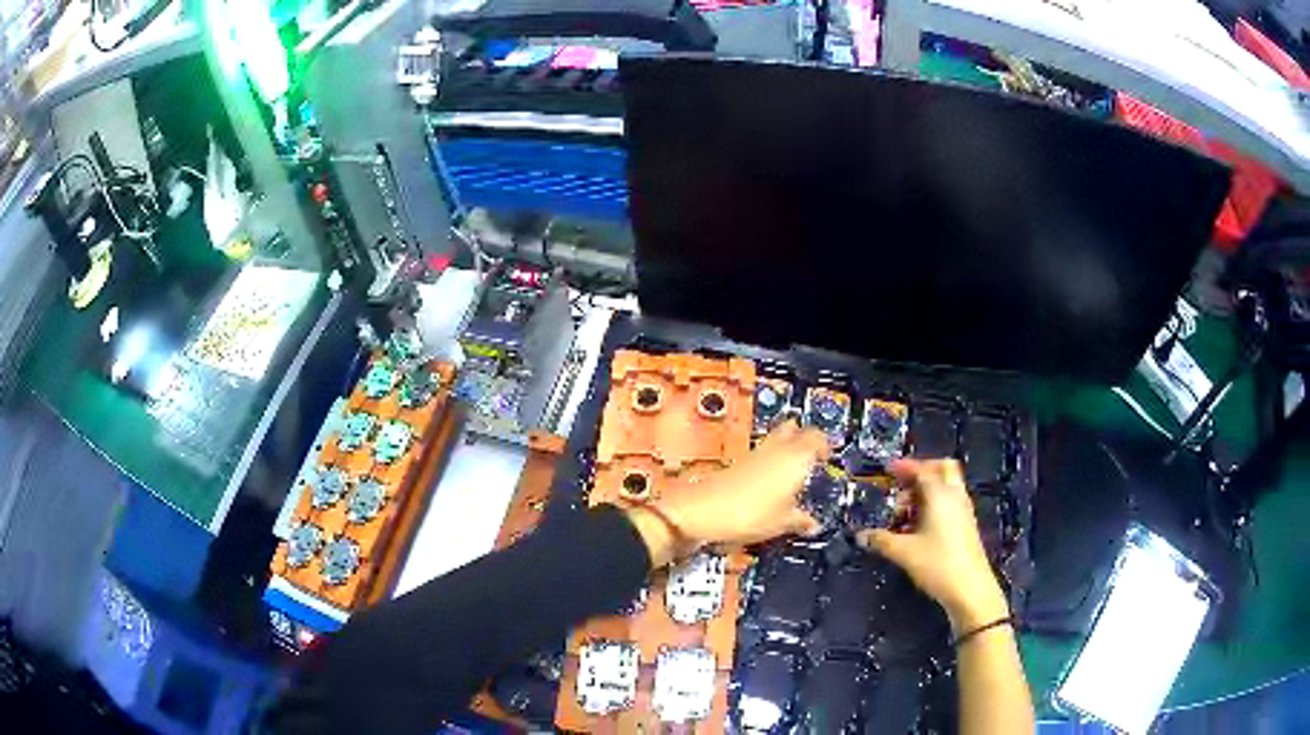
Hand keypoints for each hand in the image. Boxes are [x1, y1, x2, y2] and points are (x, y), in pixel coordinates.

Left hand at [628, 421, 828, 564]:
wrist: (702, 511)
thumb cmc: (750, 515)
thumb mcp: (782, 523)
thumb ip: (801, 521)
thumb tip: (814, 524)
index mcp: (795, 458)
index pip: (816, 437)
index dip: (825, 445)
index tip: (829, 457)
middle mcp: (777, 449)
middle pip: (794, 429)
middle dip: (805, 437)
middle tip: (813, 456)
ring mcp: (755, 453)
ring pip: (777, 438)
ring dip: (786, 446)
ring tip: (794, 468)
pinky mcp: (738, 462)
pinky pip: (762, 453)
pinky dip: (770, 459)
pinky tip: (771, 479)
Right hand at [856, 459, 1008, 632]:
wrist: (969, 588)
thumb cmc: (937, 564)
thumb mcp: (903, 552)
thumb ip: (881, 540)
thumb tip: (861, 535)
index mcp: (940, 495)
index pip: (923, 470)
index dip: (905, 467)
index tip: (890, 469)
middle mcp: (954, 496)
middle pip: (942, 469)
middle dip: (922, 472)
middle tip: (902, 484)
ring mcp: (963, 510)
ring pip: (946, 486)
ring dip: (927, 491)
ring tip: (905, 511)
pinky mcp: (966, 525)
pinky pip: (949, 502)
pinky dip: (934, 504)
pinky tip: (918, 526)